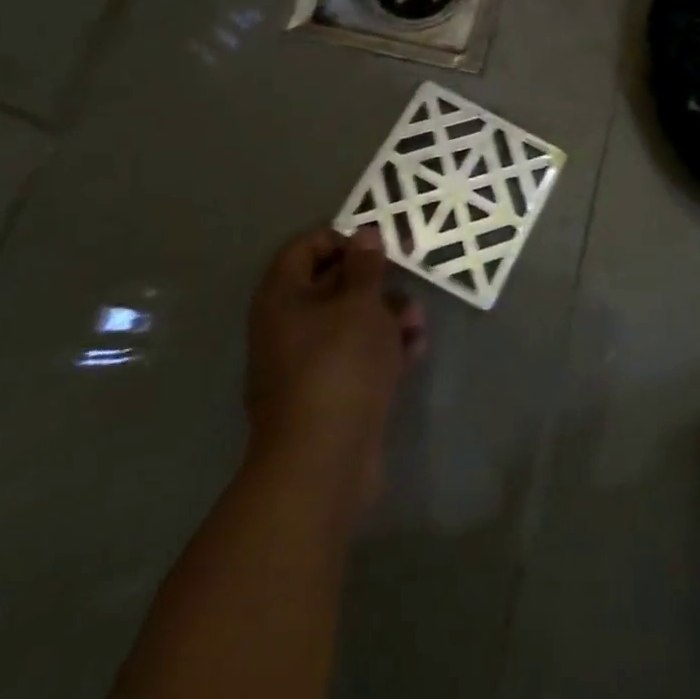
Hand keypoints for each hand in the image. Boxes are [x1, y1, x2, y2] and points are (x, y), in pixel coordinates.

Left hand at [244, 228, 425, 480]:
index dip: (340, 238)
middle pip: (332, 285)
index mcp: (282, 299)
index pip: (304, 249)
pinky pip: (358, 357)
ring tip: (417, 321)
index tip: (377, 244)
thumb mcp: (361, 305)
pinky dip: (385, 349)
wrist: (324, 463)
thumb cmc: (339, 366)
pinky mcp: (330, 394)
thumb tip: (365, 235)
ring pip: (351, 322)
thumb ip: (366, 267)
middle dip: (374, 281)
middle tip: (409, 275)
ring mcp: (307, 364)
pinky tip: (414, 350)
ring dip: (387, 315)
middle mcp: (287, 328)